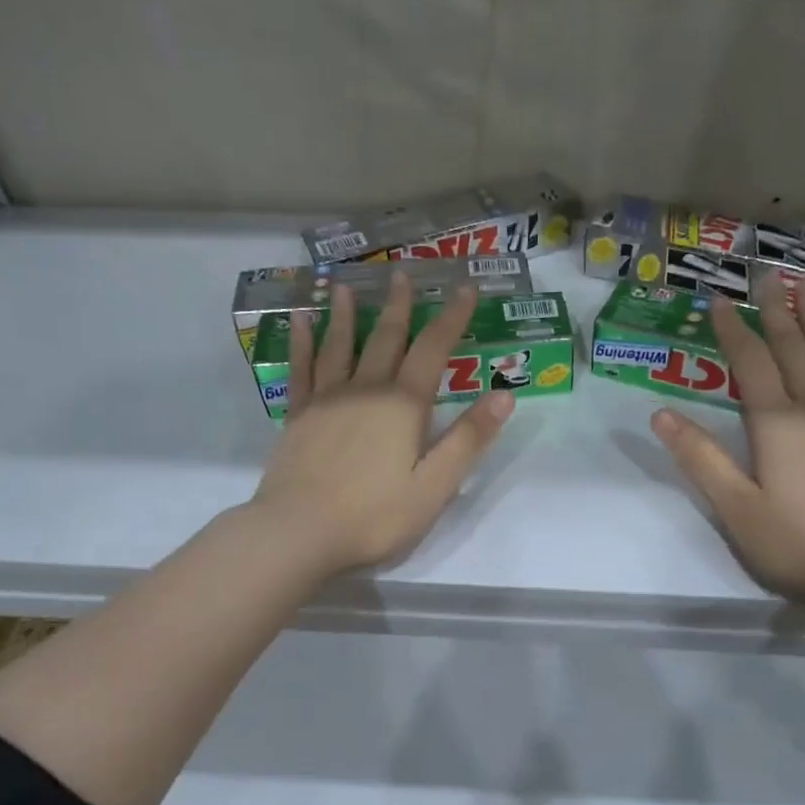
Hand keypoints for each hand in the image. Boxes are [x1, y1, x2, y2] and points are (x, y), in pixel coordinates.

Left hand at [249, 271, 513, 574]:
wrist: (299, 531)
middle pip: (385, 339)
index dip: (452, 318)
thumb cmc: (375, 515)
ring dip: (345, 314)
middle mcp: (365, 390)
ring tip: (344, 285)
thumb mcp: (435, 485)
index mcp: (403, 406)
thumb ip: (468, 440)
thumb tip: (505, 395)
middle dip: (398, 307)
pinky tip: (299, 322)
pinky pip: (301, 369)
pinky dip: (302, 342)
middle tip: (402, 274)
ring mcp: (326, 400)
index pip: (433, 351)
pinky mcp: (298, 416)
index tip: (465, 289)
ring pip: (339, 346)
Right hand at [650, 272, 804, 606]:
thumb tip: (660, 415)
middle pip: (791, 348)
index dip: (732, 330)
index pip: (749, 363)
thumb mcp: (735, 507)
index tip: (718, 299)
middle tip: (765, 271)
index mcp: (775, 423)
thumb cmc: (796, 541)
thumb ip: (701, 458)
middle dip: (775, 309)